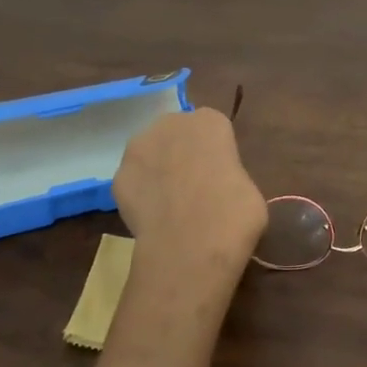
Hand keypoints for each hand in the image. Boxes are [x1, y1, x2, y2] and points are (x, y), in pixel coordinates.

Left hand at [114, 106, 267, 269]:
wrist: (191, 245)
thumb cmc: (234, 214)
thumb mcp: (248, 188)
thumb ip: (228, 174)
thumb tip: (218, 185)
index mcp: (209, 122)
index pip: (211, 128)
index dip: (214, 152)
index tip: (219, 174)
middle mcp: (171, 124)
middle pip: (175, 133)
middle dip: (181, 153)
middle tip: (193, 187)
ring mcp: (139, 148)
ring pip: (150, 154)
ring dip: (157, 170)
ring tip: (170, 204)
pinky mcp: (118, 177)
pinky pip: (133, 182)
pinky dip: (141, 195)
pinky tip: (153, 217)